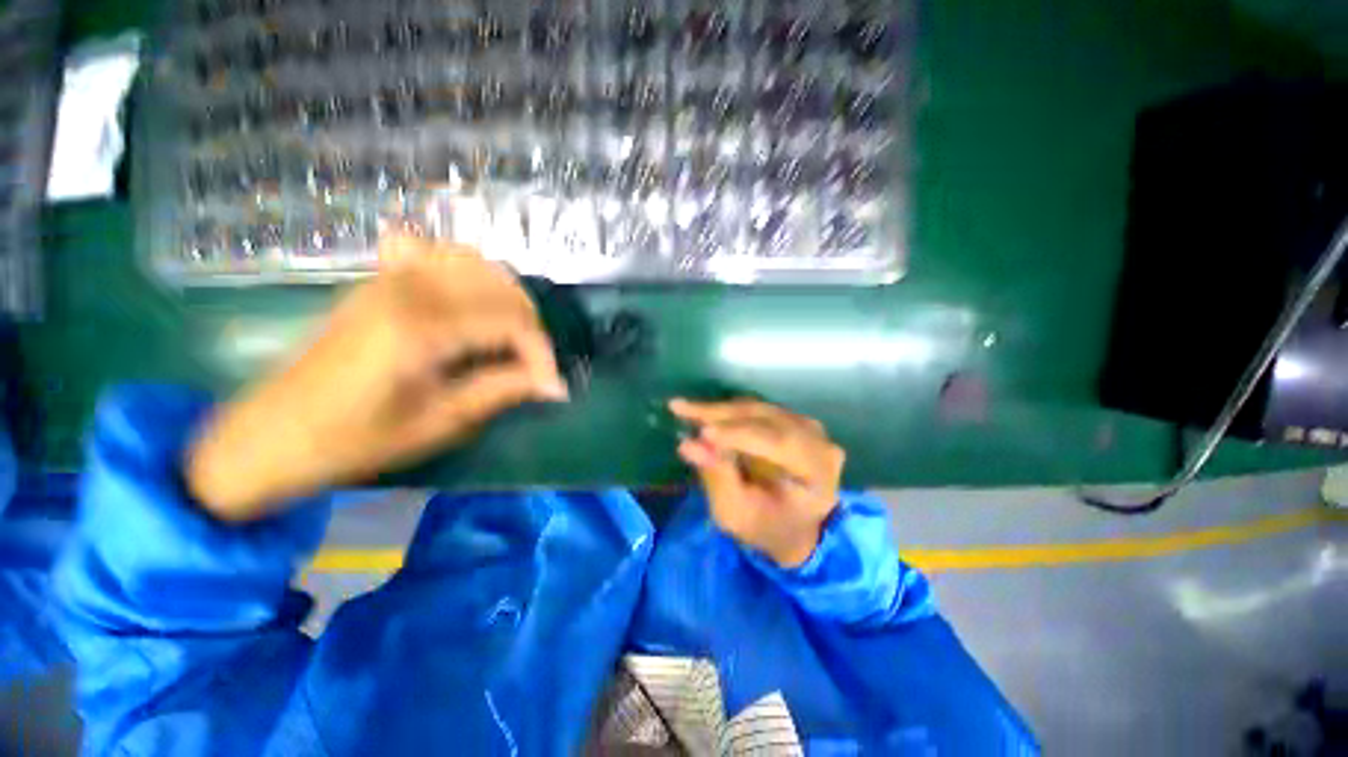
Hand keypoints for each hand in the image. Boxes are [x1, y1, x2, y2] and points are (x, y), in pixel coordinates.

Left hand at [187, 235, 567, 521]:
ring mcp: (390, 277)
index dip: (541, 354)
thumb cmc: (354, 440)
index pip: (511, 322)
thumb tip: (554, 385)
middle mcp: (409, 288)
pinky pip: (436, 253)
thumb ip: (502, 391)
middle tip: (534, 366)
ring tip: (513, 335)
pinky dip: (468, 270)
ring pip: (475, 262)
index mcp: (421, 327)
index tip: (551, 386)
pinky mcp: (379, 281)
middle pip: (500, 287)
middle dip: (530, 326)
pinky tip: (472, 298)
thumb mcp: (440, 423)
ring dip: (507, 296)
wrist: (273, 434)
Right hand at [670, 398, 844, 567]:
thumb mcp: (737, 515)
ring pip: (760, 408)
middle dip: (721, 415)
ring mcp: (808, 427)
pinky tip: (704, 413)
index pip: (781, 443)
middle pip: (768, 418)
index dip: (740, 435)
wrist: (794, 528)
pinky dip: (728, 411)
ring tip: (686, 410)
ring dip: (721, 410)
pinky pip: (758, 409)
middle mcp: (819, 442)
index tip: (702, 433)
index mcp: (818, 473)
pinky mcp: (791, 420)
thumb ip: (717, 478)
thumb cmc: (767, 528)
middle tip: (681, 410)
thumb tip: (688, 445)